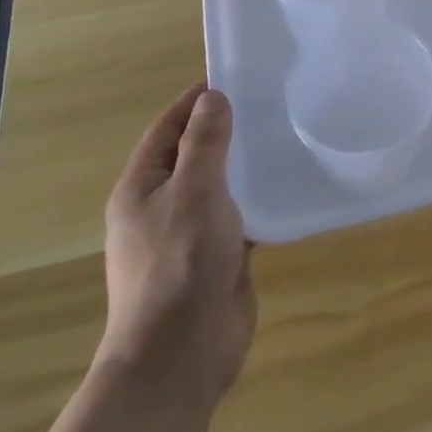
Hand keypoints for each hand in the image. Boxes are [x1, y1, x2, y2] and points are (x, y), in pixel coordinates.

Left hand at [98, 84, 255, 407]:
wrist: (181, 355)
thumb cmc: (179, 264)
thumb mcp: (194, 192)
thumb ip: (205, 143)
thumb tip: (212, 98)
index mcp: (141, 188)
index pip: (166, 129)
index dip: (194, 101)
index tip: (232, 76)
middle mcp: (161, 206)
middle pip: (194, 155)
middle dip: (225, 129)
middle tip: (270, 102)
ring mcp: (189, 234)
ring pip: (220, 186)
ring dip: (245, 164)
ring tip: (286, 135)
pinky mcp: (217, 257)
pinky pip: (240, 216)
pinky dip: (260, 199)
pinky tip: (290, 184)